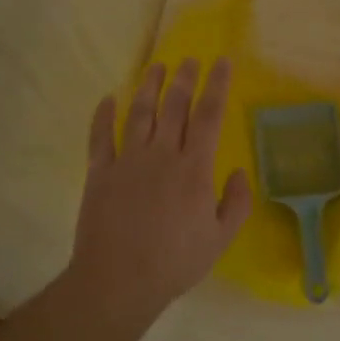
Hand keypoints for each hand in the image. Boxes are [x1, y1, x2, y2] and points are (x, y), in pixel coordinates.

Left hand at [67, 57, 251, 321]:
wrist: (119, 280)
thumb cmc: (175, 262)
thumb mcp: (220, 238)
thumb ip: (236, 202)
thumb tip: (240, 171)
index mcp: (194, 168)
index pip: (209, 115)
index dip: (216, 85)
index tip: (221, 62)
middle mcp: (161, 154)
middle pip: (174, 106)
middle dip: (184, 78)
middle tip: (189, 60)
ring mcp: (127, 160)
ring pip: (139, 113)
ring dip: (149, 86)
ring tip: (156, 67)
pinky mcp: (99, 172)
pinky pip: (100, 136)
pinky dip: (103, 115)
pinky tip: (108, 99)